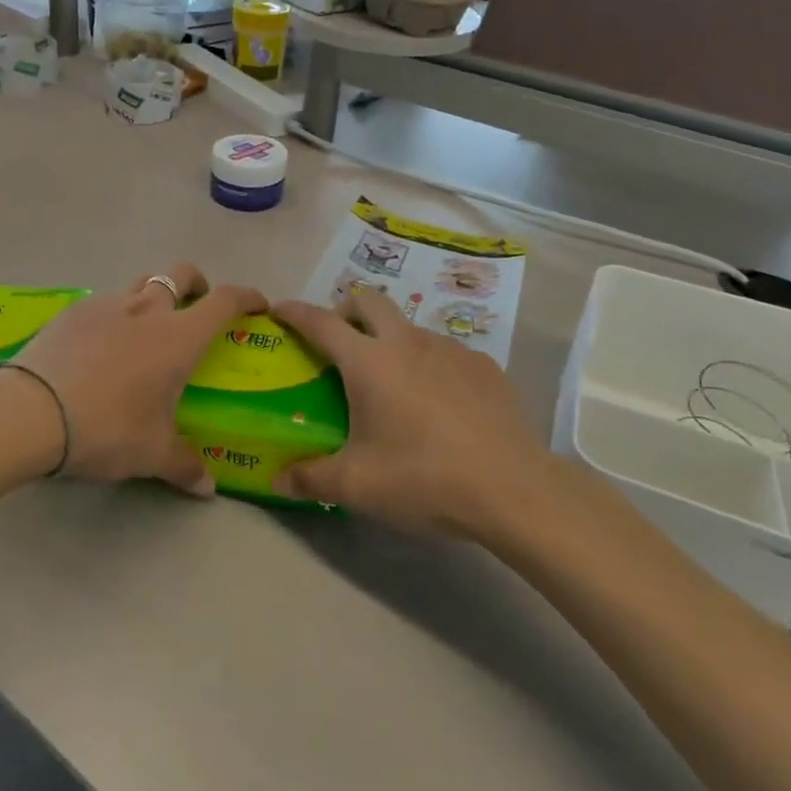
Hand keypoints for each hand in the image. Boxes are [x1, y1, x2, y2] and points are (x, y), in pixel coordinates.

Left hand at [11, 264, 266, 493]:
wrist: (30, 410)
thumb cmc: (107, 427)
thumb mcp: (151, 454)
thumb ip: (184, 466)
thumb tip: (207, 487)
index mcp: (178, 336)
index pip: (225, 301)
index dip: (246, 297)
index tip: (257, 305)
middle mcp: (147, 309)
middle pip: (180, 274)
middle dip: (196, 284)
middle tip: (196, 309)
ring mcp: (106, 304)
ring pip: (140, 284)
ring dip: (152, 297)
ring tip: (144, 332)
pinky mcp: (72, 312)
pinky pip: (103, 303)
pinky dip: (113, 316)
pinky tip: (99, 347)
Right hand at [271, 291, 549, 536]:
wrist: (513, 490)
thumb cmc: (423, 479)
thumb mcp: (356, 486)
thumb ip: (310, 478)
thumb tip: (277, 480)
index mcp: (369, 362)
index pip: (321, 322)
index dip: (295, 312)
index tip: (278, 309)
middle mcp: (407, 342)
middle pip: (368, 301)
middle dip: (345, 310)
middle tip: (338, 343)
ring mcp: (450, 350)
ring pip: (408, 326)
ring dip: (389, 339)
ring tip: (390, 383)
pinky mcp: (484, 366)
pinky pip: (444, 352)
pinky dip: (427, 364)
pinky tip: (436, 404)